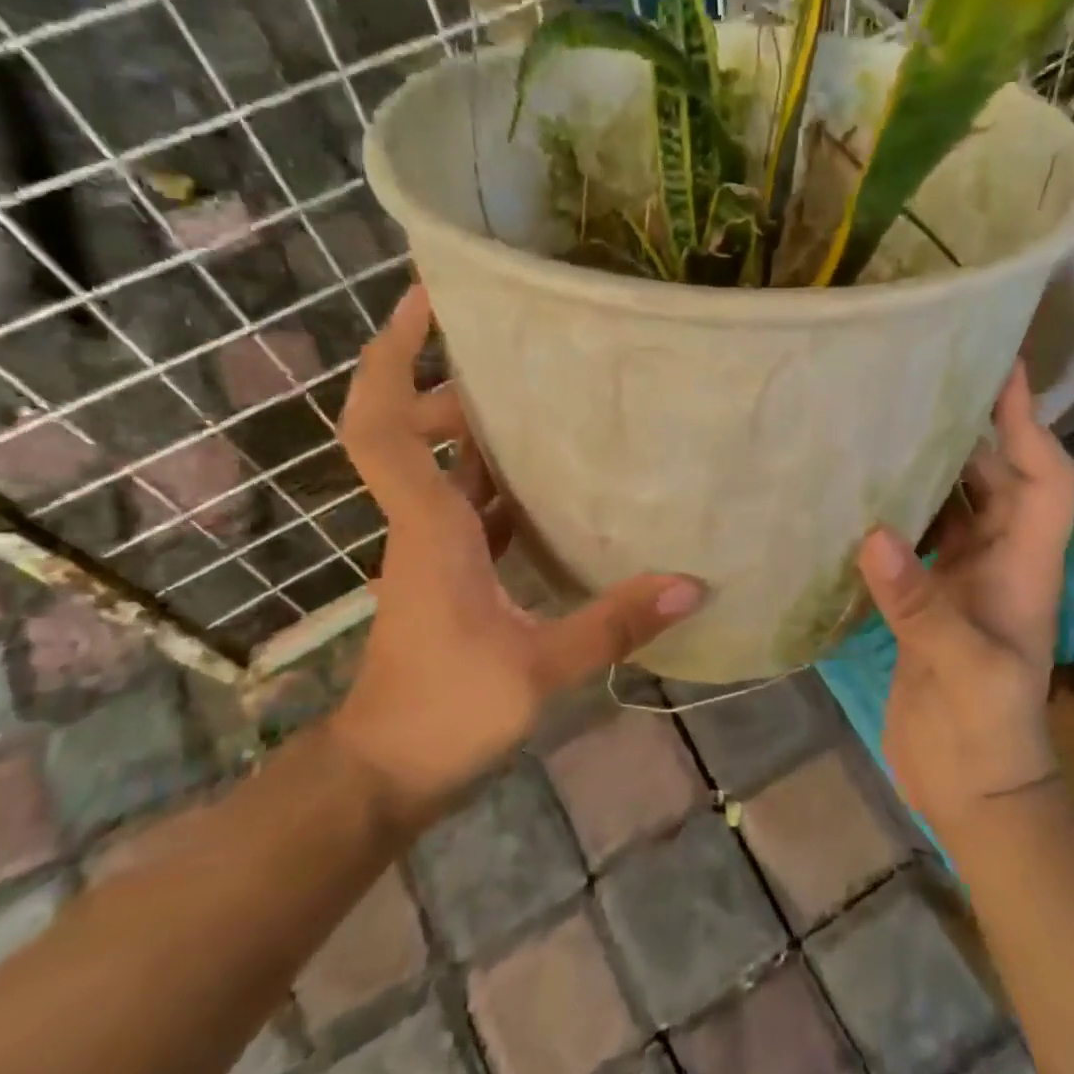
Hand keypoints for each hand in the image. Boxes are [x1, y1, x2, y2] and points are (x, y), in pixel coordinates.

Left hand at [328, 286, 702, 814]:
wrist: (387, 772)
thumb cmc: (444, 711)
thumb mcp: (536, 669)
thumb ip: (612, 624)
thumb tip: (690, 585)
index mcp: (430, 526)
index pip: (382, 423)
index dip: (393, 355)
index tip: (425, 301)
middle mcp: (424, 524)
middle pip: (411, 429)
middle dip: (448, 384)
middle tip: (514, 356)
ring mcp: (435, 549)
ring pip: (446, 468)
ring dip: (480, 430)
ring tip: (546, 399)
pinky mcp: (452, 575)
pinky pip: (473, 508)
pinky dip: (501, 485)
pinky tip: (557, 484)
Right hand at [856, 360, 1073, 837]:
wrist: (976, 792)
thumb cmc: (989, 732)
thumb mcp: (962, 666)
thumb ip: (919, 602)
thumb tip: (872, 534)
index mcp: (1023, 565)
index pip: (1043, 478)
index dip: (1028, 423)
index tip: (1003, 368)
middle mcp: (997, 562)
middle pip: (995, 480)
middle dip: (969, 432)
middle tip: (918, 387)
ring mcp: (962, 583)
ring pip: (953, 508)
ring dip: (928, 471)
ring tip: (882, 429)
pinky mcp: (928, 604)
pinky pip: (916, 543)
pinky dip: (895, 517)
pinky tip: (858, 501)